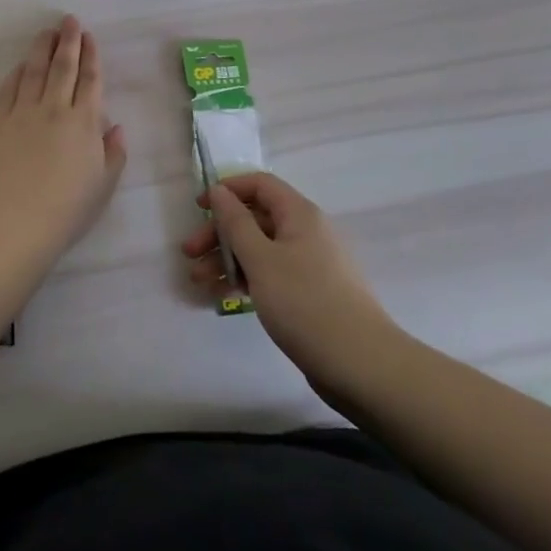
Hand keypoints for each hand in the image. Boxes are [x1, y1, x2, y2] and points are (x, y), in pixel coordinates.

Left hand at [0, 16, 127, 271]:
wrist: (15, 225)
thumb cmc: (67, 211)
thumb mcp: (104, 185)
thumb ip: (113, 152)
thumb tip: (115, 126)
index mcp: (84, 123)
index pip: (90, 80)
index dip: (91, 55)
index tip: (90, 36)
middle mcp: (54, 109)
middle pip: (62, 67)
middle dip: (68, 41)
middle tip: (68, 21)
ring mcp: (22, 114)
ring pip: (33, 71)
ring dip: (41, 49)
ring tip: (46, 33)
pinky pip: (8, 90)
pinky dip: (16, 74)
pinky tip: (19, 66)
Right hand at [181, 171, 391, 397]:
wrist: (361, 365)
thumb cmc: (306, 303)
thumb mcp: (261, 259)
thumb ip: (236, 222)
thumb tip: (220, 190)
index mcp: (299, 214)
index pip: (259, 185)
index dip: (227, 190)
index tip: (199, 209)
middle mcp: (306, 232)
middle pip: (256, 218)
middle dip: (220, 232)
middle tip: (189, 254)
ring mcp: (310, 263)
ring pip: (260, 249)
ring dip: (228, 259)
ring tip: (200, 281)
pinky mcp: (310, 293)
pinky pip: (271, 273)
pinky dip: (247, 279)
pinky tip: (225, 296)